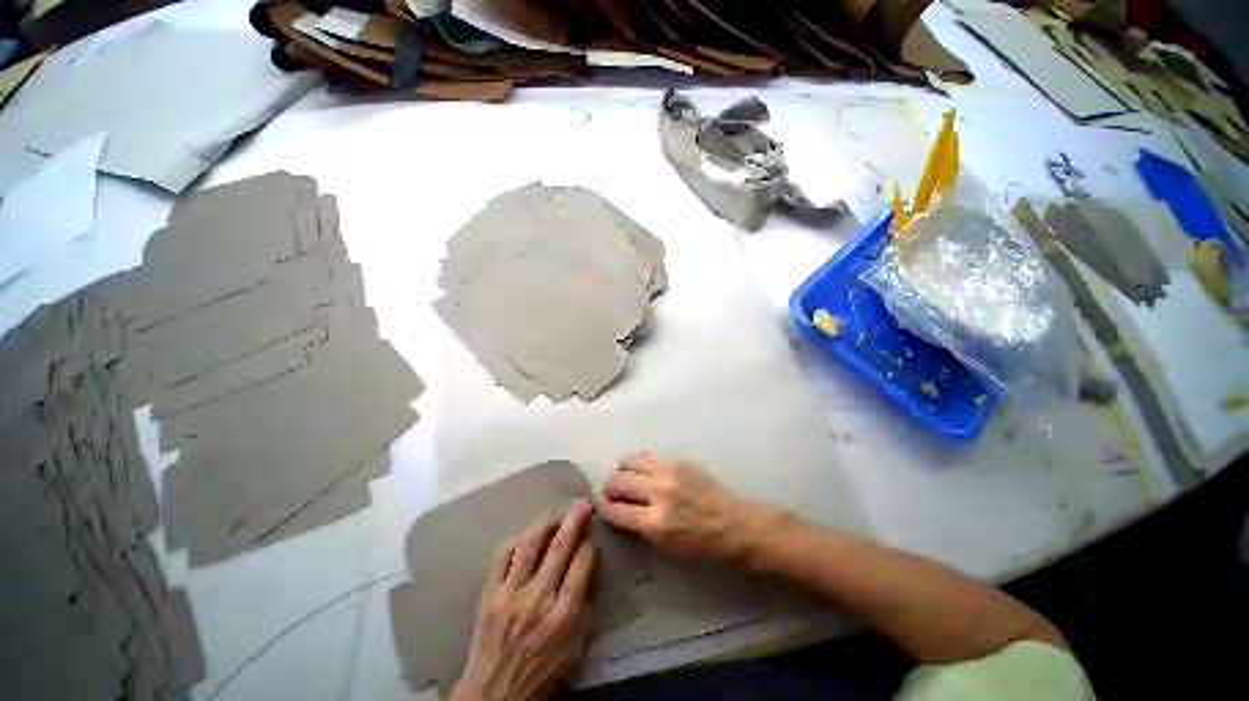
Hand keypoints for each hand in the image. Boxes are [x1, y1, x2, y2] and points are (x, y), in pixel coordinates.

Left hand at [449, 501, 596, 700]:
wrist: (494, 694)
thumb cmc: (541, 673)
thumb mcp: (576, 648)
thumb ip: (585, 606)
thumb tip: (589, 568)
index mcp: (563, 614)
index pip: (582, 564)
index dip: (589, 547)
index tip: (591, 541)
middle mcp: (538, 598)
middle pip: (560, 547)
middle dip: (574, 520)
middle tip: (582, 504)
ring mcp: (510, 593)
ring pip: (529, 543)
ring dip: (546, 523)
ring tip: (556, 516)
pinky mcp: (489, 593)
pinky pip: (502, 555)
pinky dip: (516, 540)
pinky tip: (526, 536)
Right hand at [597, 453, 759, 560]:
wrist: (735, 523)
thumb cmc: (701, 544)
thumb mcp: (666, 546)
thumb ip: (639, 525)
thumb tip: (618, 508)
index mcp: (655, 522)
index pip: (615, 509)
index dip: (603, 507)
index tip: (601, 505)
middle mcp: (658, 492)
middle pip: (617, 480)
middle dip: (608, 487)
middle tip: (612, 493)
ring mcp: (669, 472)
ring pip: (629, 460)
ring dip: (622, 470)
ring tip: (627, 478)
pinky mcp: (677, 460)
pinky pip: (647, 455)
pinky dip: (638, 462)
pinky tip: (643, 471)